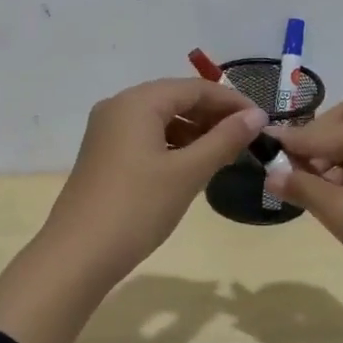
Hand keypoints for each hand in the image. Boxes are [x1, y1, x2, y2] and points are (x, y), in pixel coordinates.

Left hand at [0, 79, 266, 342]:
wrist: (78, 254)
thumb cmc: (137, 208)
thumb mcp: (187, 173)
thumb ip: (224, 140)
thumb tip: (258, 116)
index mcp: (137, 102)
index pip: (194, 88)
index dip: (231, 102)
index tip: (264, 122)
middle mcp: (118, 107)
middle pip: (176, 99)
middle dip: (213, 116)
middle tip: (248, 139)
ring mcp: (106, 131)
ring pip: (161, 119)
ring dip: (194, 132)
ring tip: (225, 154)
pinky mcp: (103, 155)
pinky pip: (146, 137)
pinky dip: (173, 146)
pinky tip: (192, 166)